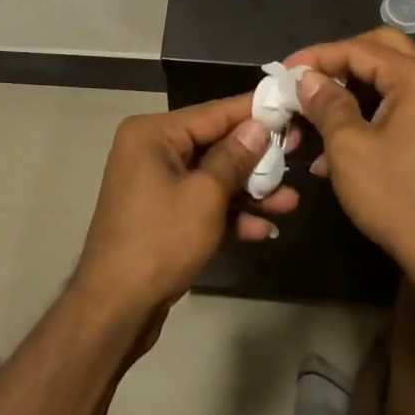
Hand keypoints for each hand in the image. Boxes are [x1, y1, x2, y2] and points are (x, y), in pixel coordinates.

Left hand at [72, 96, 300, 324]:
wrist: (115, 308)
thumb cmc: (160, 240)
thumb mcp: (205, 196)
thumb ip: (234, 158)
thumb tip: (258, 127)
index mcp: (153, 134)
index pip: (213, 113)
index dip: (253, 111)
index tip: (289, 106)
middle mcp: (152, 152)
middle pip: (215, 146)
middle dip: (257, 158)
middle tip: (298, 152)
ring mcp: (156, 186)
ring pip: (212, 178)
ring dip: (250, 191)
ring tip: (291, 201)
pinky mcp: (163, 217)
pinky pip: (202, 204)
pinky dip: (230, 215)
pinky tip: (265, 229)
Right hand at [286, 30, 414, 278]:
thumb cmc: (395, 196)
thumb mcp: (348, 147)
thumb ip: (326, 103)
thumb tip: (307, 78)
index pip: (359, 49)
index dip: (317, 57)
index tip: (283, 71)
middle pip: (381, 50)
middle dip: (340, 62)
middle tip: (306, 78)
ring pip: (390, 77)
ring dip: (353, 88)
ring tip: (316, 109)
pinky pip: (402, 103)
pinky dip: (370, 110)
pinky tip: (338, 139)